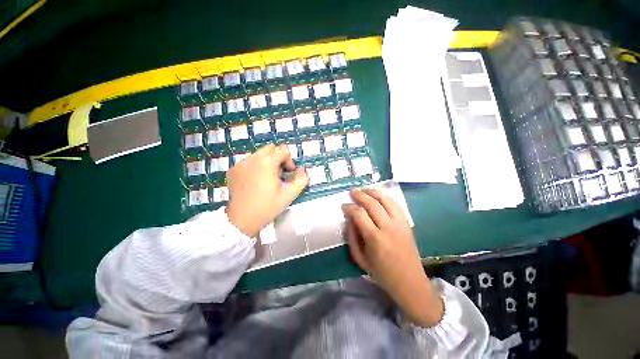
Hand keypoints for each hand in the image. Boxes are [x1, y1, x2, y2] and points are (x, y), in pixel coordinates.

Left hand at [226, 144, 308, 237]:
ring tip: (267, 179)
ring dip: (267, 162)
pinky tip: (255, 182)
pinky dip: (255, 167)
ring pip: (259, 154)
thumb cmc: (267, 207)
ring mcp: (240, 164)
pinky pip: (249, 162)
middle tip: (279, 174)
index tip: (288, 173)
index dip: (289, 160)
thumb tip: (302, 169)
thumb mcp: (289, 194)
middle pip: (270, 148)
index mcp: (266, 163)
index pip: (283, 150)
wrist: (241, 220)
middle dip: (278, 158)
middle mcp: (252, 158)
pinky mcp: (233, 170)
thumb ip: (301, 179)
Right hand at [342, 188, 443, 326]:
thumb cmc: (382, 273)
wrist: (410, 282)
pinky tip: (379, 195)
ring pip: (385, 200)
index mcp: (375, 239)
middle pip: (372, 203)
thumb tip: (349, 218)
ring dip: (373, 192)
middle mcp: (388, 227)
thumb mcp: (360, 259)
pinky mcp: (407, 223)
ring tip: (364, 189)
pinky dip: (386, 197)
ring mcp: (400, 224)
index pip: (359, 214)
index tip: (343, 205)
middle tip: (352, 191)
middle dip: (360, 195)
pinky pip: (396, 204)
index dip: (349, 207)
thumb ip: (352, 237)